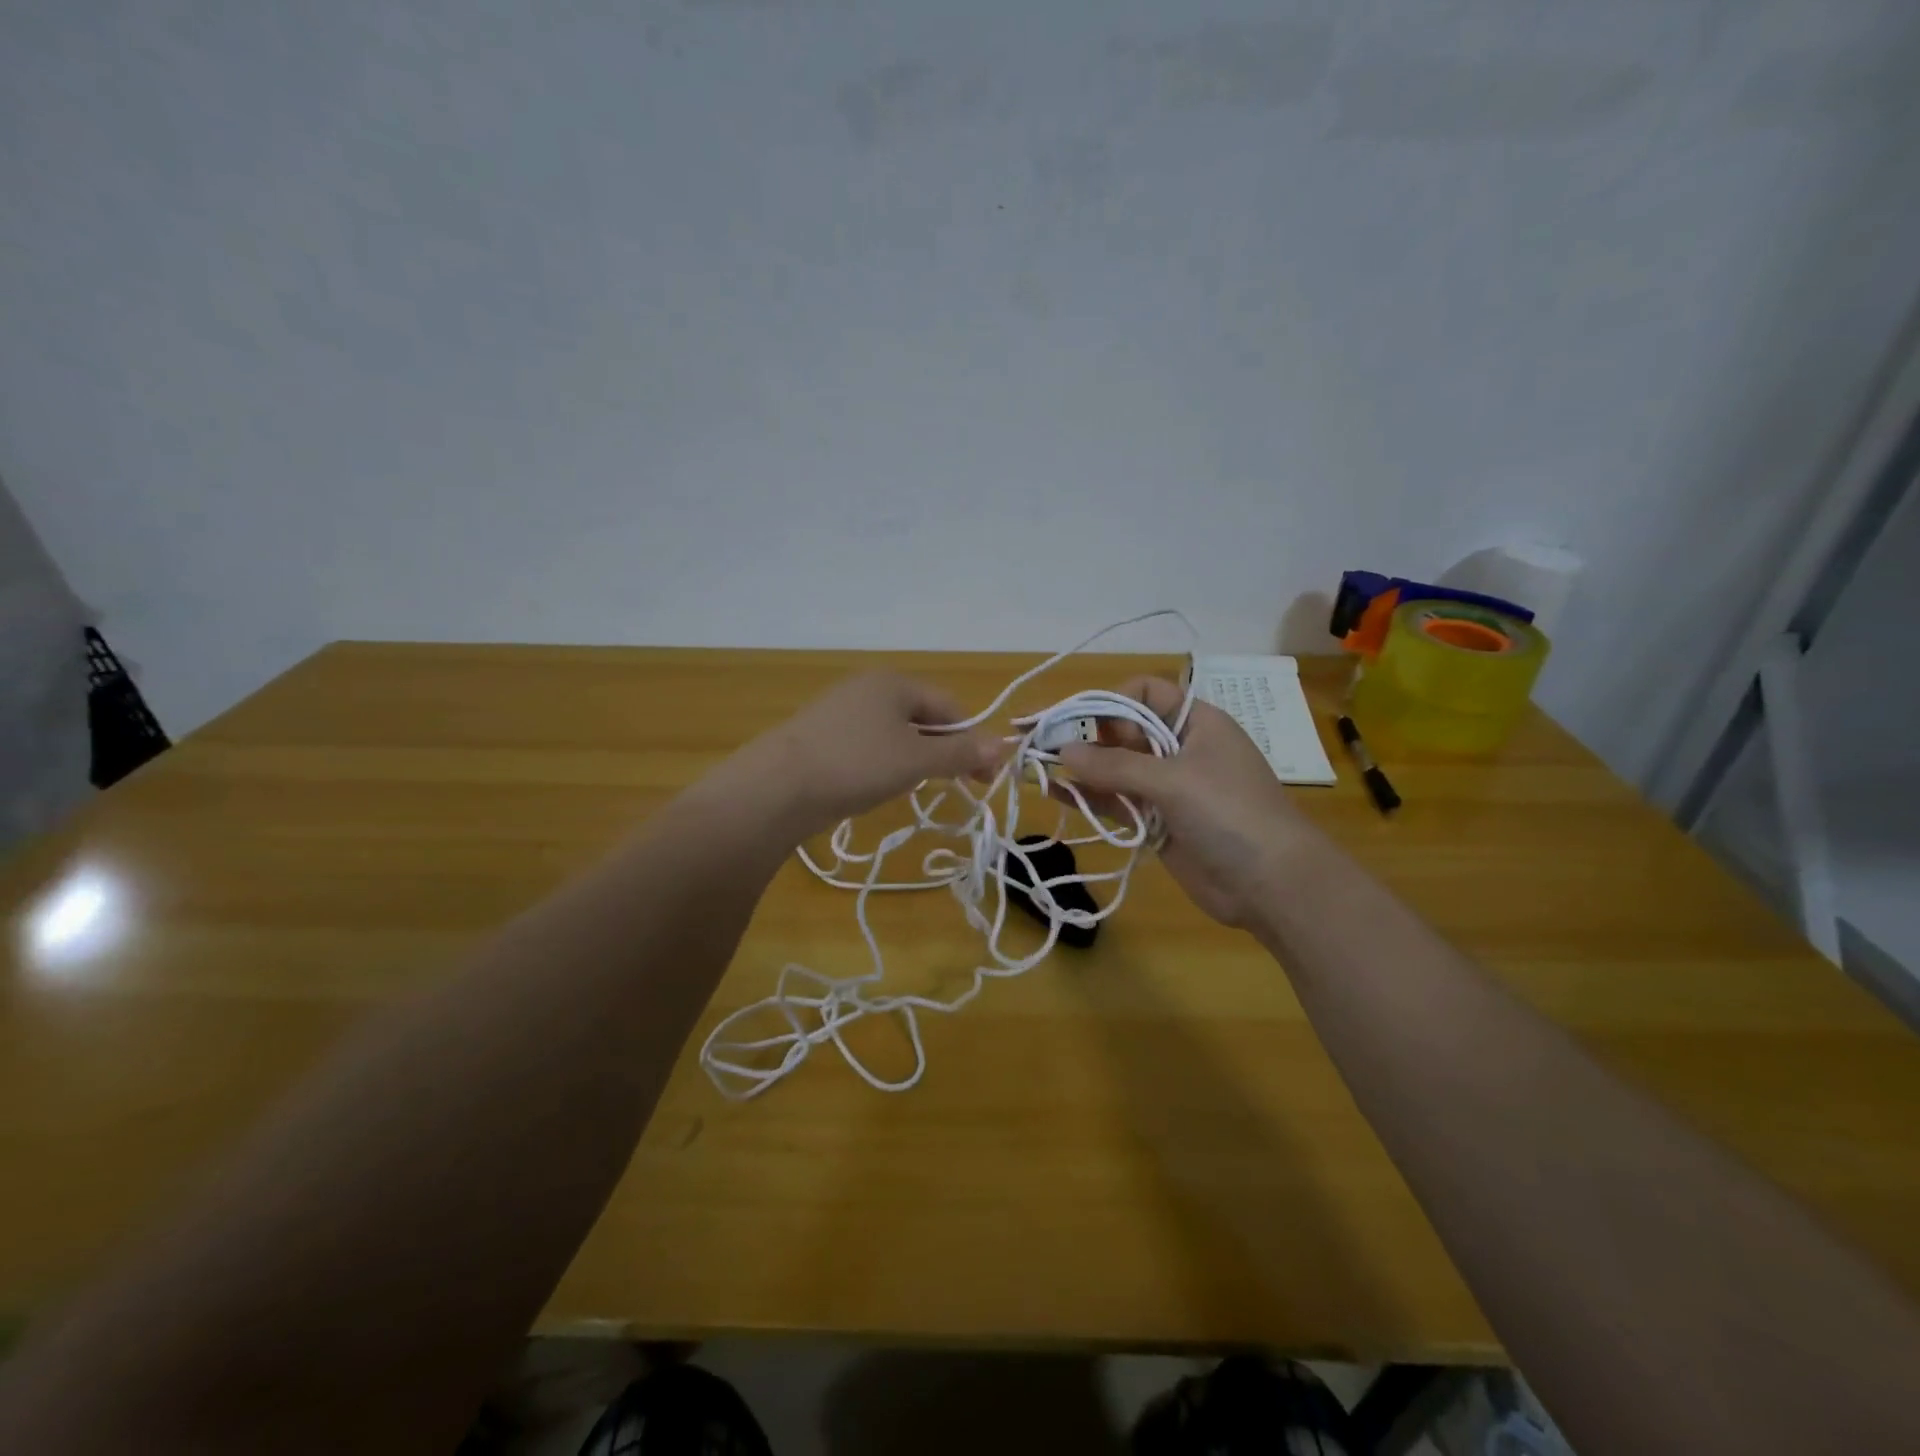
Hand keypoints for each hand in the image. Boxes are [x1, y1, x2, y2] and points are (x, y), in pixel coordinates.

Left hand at [741, 673, 1002, 838]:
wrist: (777, 787)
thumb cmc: (857, 764)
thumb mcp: (917, 759)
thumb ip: (961, 753)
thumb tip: (1003, 745)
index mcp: (894, 682)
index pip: (950, 707)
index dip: (973, 741)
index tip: (985, 778)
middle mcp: (867, 687)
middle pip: (922, 717)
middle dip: (945, 750)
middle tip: (959, 785)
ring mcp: (840, 710)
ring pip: (894, 733)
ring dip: (916, 758)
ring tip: (918, 787)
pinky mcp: (821, 735)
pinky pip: (868, 744)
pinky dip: (884, 762)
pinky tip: (878, 785)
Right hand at [1058, 677, 1317, 926]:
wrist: (1272, 885)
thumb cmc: (1230, 814)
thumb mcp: (1174, 780)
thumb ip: (1115, 765)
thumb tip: (1063, 749)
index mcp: (1195, 722)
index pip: (1146, 693)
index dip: (1112, 702)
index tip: (1081, 723)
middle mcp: (1178, 749)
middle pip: (1124, 730)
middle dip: (1085, 735)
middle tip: (1042, 744)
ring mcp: (1166, 788)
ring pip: (1114, 768)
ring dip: (1080, 768)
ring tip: (1035, 766)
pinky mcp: (1154, 822)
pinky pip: (1115, 802)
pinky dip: (1087, 797)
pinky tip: (1055, 792)